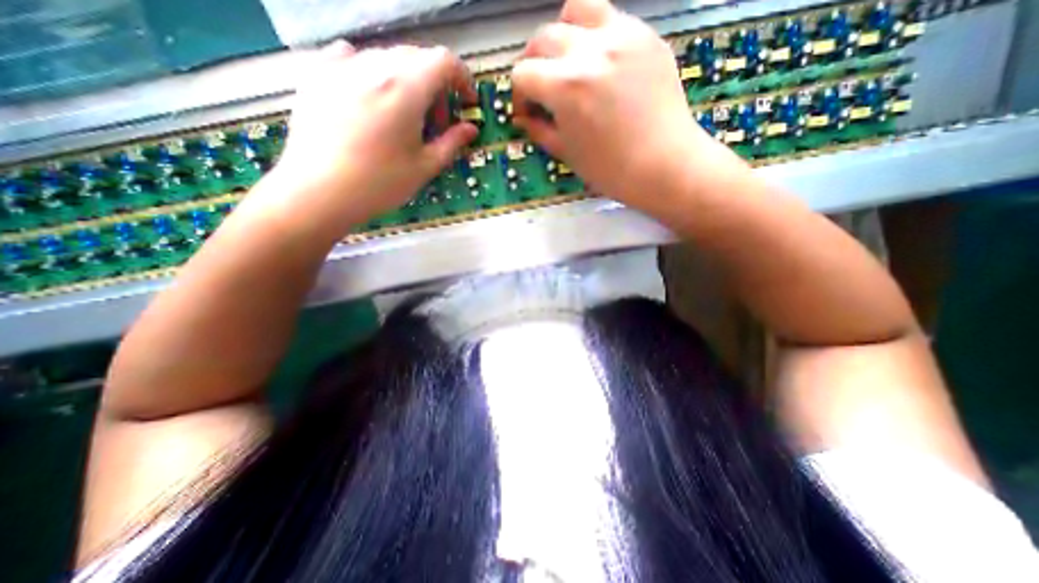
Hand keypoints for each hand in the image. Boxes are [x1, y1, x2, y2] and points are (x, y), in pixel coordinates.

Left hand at [264, 41, 483, 239]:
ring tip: (404, 114)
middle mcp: (374, 66)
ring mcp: (340, 66)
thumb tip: (470, 129)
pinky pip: (350, 56)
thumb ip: (451, 143)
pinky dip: (370, 71)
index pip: (444, 62)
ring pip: (386, 57)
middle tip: (436, 120)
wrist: (318, 192)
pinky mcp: (316, 74)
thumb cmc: (379, 184)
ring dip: (407, 80)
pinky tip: (370, 94)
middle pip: (417, 57)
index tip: (467, 103)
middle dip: (437, 85)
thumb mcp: (424, 167)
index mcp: (405, 89)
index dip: (463, 79)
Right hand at [510, 1, 738, 211]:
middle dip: (534, 64)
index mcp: (566, 87)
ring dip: (563, 34)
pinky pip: (610, 19)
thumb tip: (523, 118)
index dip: (519, 94)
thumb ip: (539, 130)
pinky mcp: (646, 36)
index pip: (523, 73)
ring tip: (568, 61)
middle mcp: (590, 51)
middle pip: (543, 37)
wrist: (664, 165)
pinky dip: (595, 36)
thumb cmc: (611, 170)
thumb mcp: (567, 153)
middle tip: (541, 87)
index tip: (527, 111)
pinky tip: (600, 64)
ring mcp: (622, 36)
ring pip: (576, 10)